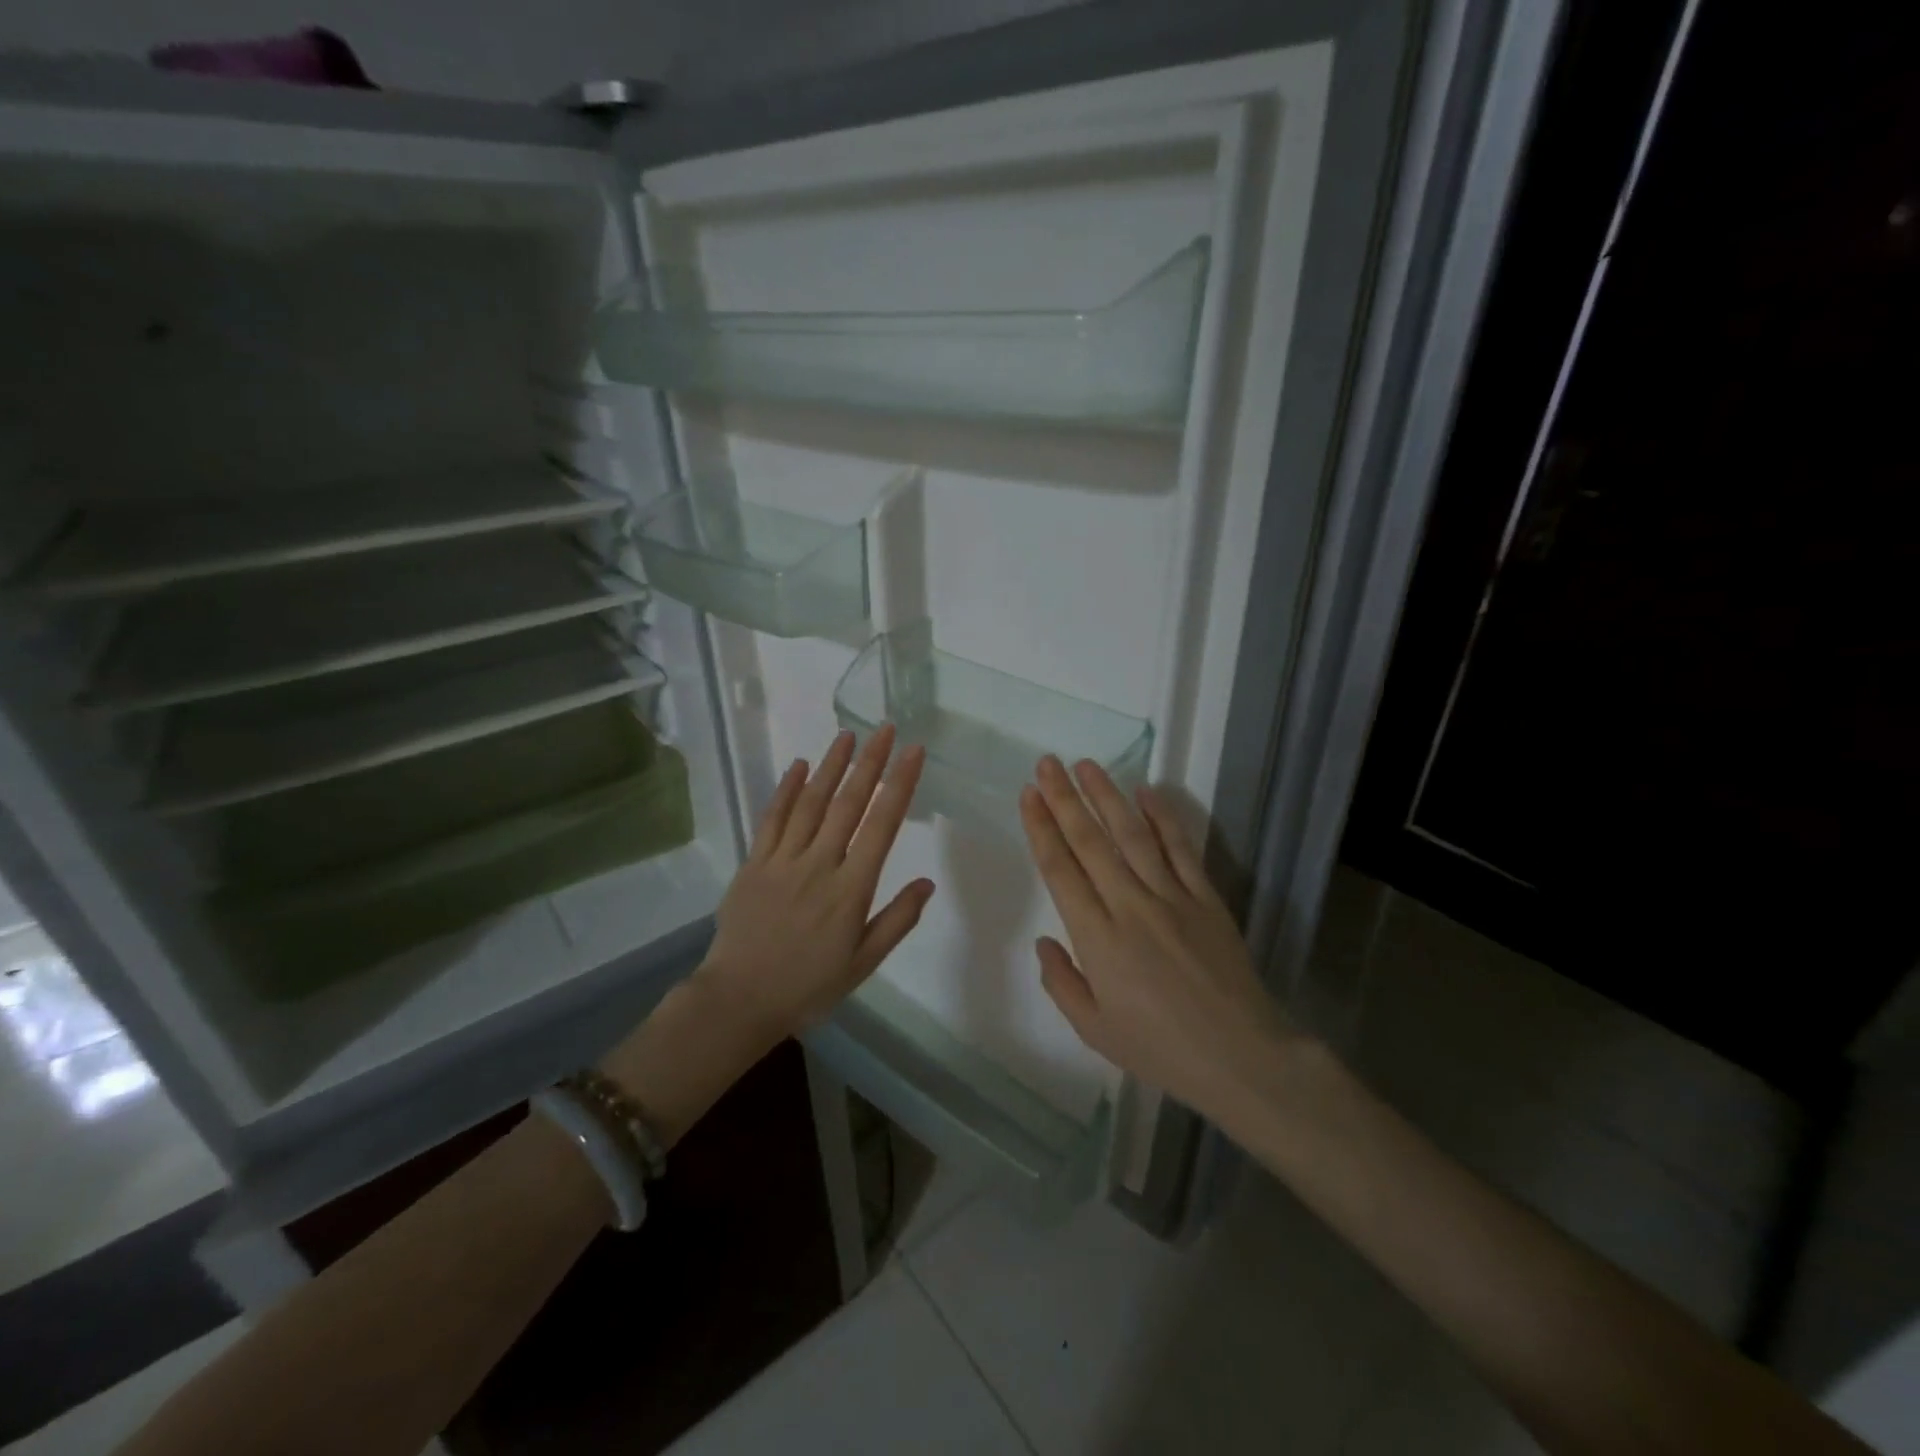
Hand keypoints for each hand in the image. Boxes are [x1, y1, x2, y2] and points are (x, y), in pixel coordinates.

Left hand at [698, 725, 933, 1038]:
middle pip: (848, 803)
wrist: (739, 1000)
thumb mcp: (863, 963)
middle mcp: (819, 864)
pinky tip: (798, 766)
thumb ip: (897, 920)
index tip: (913, 753)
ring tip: (848, 735)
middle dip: (870, 762)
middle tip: (885, 728)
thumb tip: (928, 882)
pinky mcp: (754, 863)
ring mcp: (782, 860)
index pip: (881, 825)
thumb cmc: (808, 985)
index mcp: (850, 889)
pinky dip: (786, 790)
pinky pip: (772, 819)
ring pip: (811, 803)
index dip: (899, 785)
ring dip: (831, 765)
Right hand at [1019, 755, 1295, 1120]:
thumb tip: (1045, 940)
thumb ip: (1061, 982)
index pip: (1060, 869)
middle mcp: (1130, 906)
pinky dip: (1163, 817)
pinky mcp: (1206, 898)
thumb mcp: (1094, 1030)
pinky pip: (1181, 849)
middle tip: (1046, 763)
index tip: (1028, 795)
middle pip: (1091, 841)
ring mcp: (1172, 897)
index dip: (1041, 828)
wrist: (1241, 1056)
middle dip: (1064, 798)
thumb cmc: (1160, 1048)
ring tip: (1086, 765)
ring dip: (1107, 795)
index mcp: (1097, 938)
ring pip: (1133, 834)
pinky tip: (1146, 791)